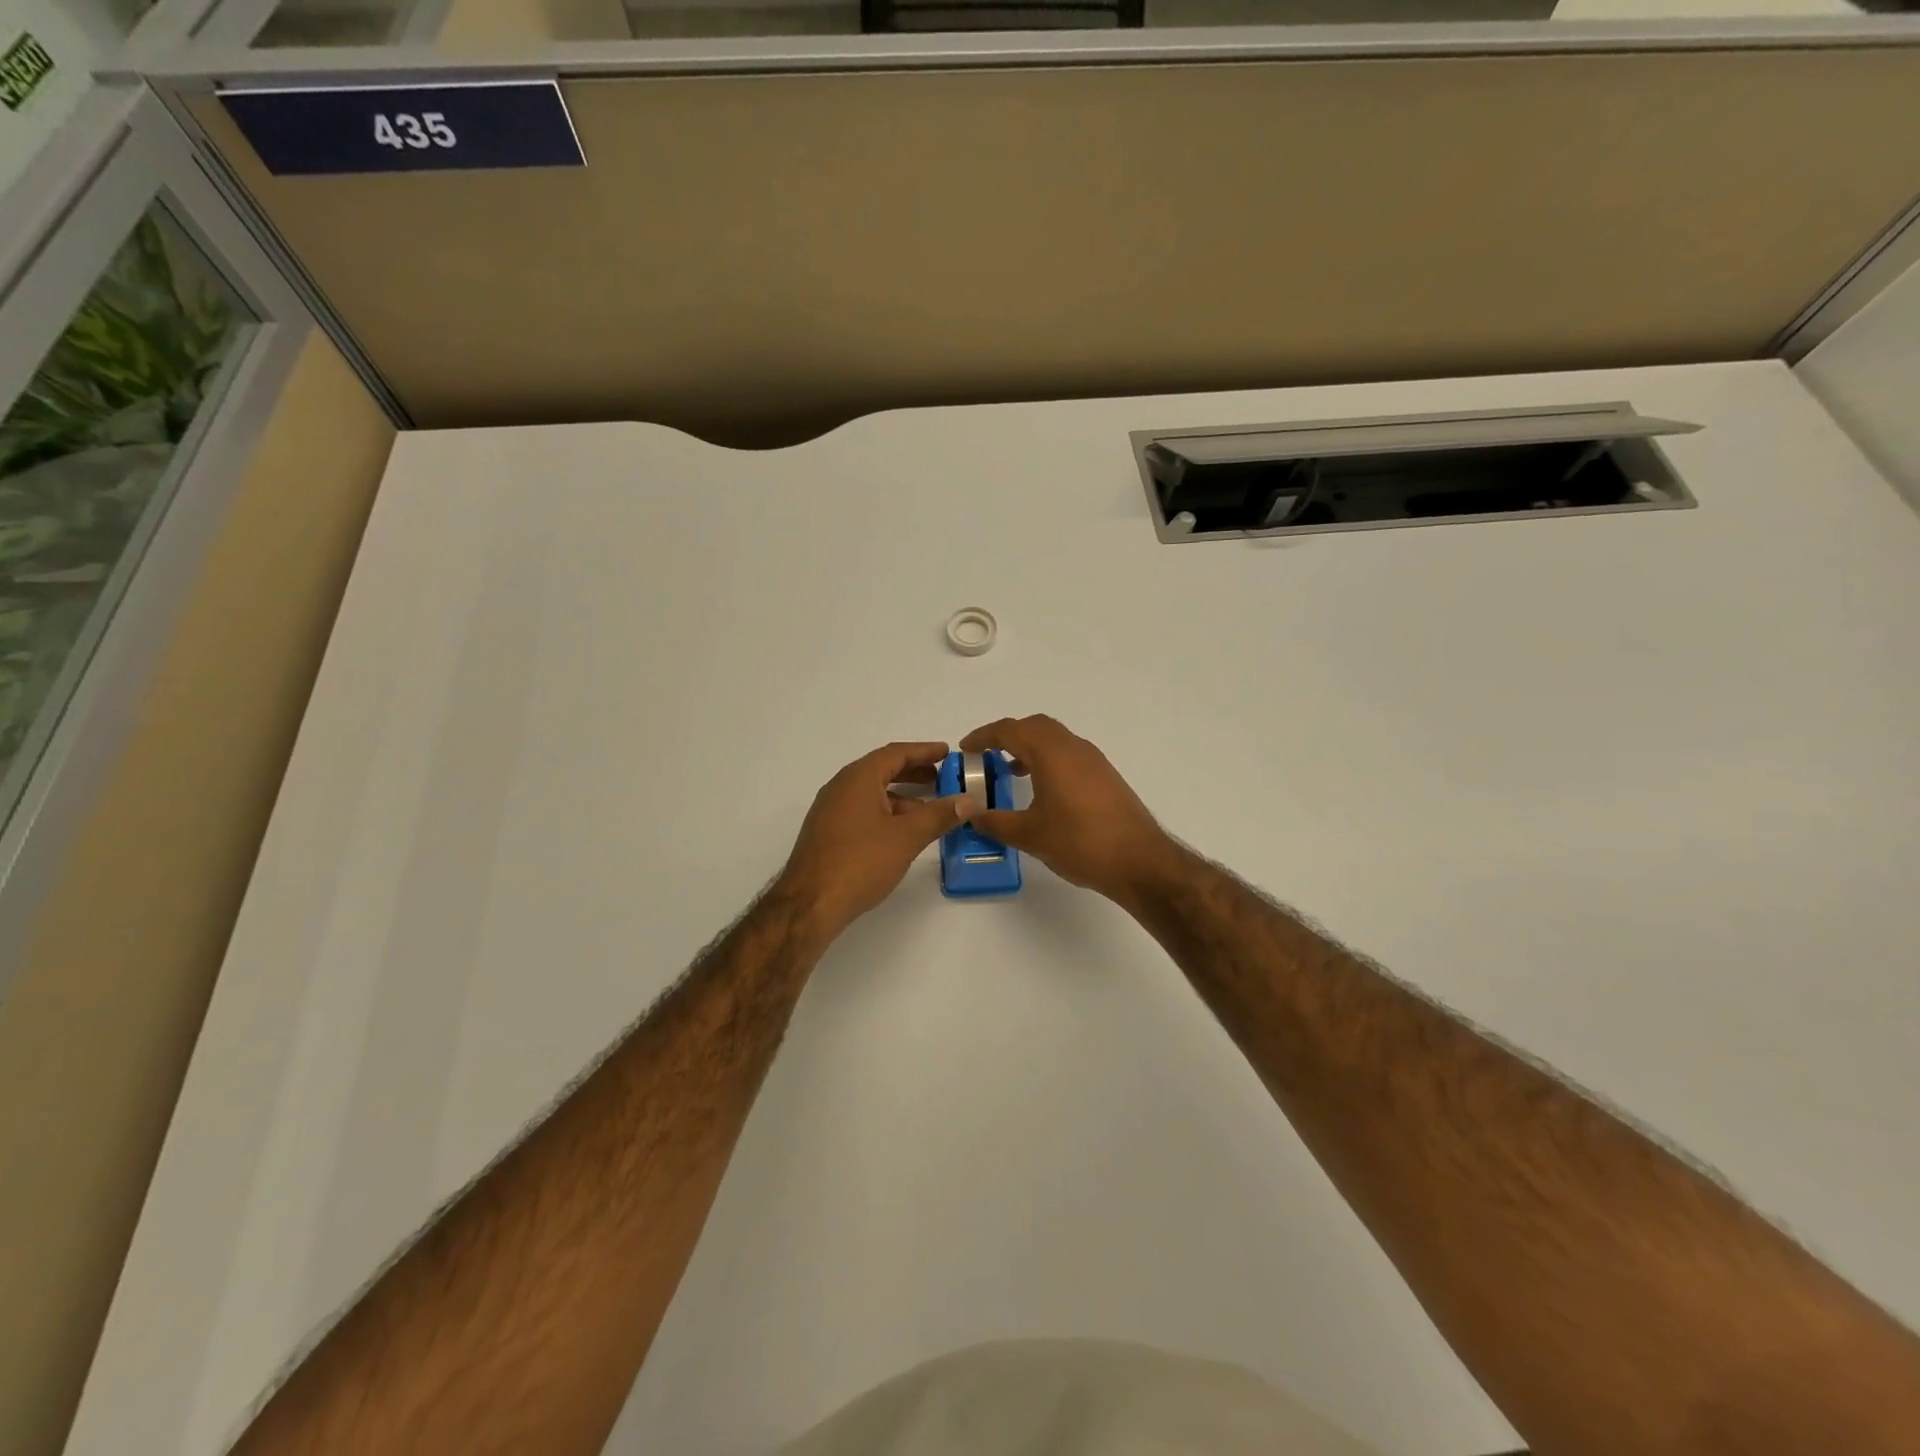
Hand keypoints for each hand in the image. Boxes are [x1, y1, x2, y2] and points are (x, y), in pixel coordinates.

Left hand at [777, 741, 974, 938]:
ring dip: (902, 797)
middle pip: (883, 770)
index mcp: (858, 778)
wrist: (810, 904)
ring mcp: (831, 811)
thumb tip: (969, 801)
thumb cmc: (860, 862)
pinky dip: (887, 813)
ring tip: (931, 810)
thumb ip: (939, 815)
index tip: (947, 752)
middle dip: (914, 773)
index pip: (895, 753)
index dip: (924, 751)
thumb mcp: (907, 837)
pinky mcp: (828, 834)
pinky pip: (863, 811)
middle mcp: (841, 787)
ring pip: (873, 794)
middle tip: (944, 779)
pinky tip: (904, 833)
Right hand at [959, 715, 1175, 904]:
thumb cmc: (1080, 842)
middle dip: (1007, 736)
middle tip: (986, 755)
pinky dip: (1048, 760)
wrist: (1139, 861)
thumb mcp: (1029, 834)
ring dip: (1029, 748)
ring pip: (1055, 739)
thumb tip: (971, 814)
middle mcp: (1073, 747)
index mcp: (1051, 753)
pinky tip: (1042, 789)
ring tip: (1009, 771)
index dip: (984, 736)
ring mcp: (1094, 760)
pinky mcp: (1105, 776)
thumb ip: (995, 821)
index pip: (1010, 730)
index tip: (965, 748)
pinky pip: (1069, 754)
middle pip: (1035, 727)